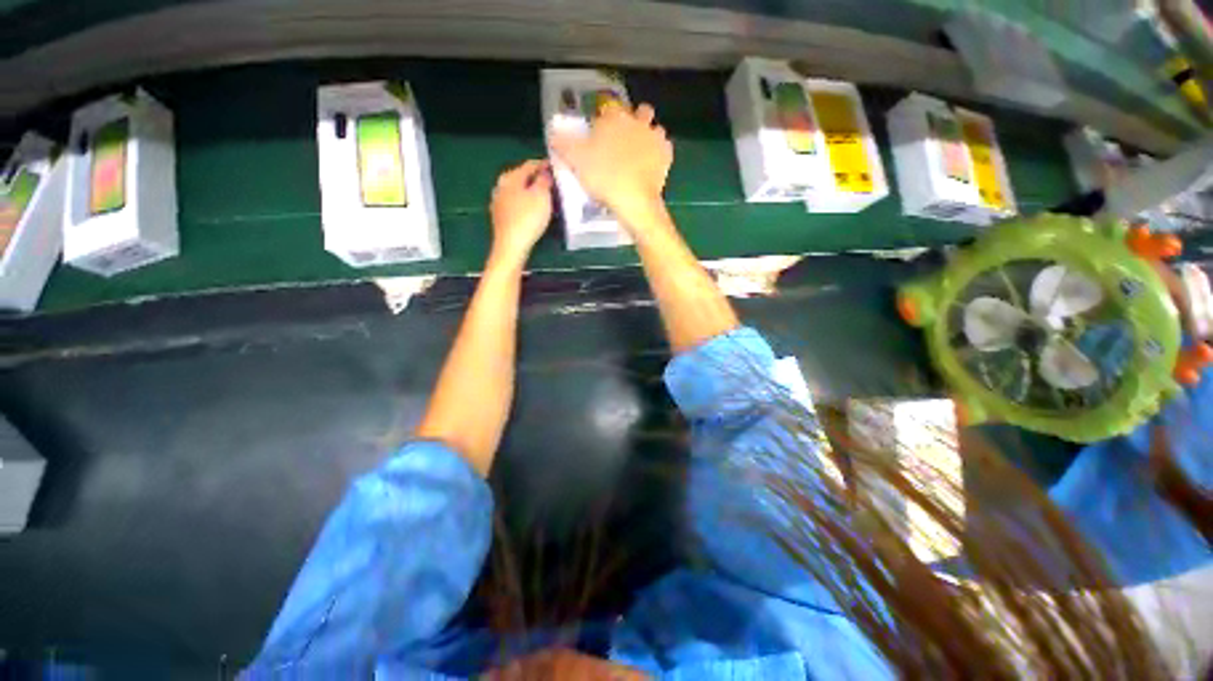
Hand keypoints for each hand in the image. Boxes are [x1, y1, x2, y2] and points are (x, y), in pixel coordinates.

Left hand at [489, 159, 553, 263]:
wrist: (511, 245)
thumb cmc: (528, 218)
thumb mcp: (541, 196)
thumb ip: (544, 180)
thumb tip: (544, 172)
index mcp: (511, 177)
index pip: (530, 165)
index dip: (544, 164)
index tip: (555, 166)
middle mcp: (501, 185)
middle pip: (521, 176)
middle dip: (535, 177)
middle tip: (550, 180)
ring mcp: (498, 201)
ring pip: (516, 190)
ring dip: (529, 190)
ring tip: (542, 195)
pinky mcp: (499, 216)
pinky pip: (514, 203)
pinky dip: (523, 202)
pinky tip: (530, 208)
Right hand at [550, 102, 672, 226]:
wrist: (633, 200)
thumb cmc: (603, 177)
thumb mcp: (576, 160)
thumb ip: (563, 144)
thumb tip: (552, 134)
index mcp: (614, 118)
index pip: (608, 109)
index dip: (604, 120)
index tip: (599, 135)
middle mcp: (637, 121)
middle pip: (640, 111)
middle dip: (634, 120)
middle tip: (624, 141)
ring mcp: (655, 137)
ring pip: (655, 128)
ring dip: (648, 135)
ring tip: (639, 154)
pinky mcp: (666, 155)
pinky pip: (664, 147)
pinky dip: (658, 153)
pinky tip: (650, 165)